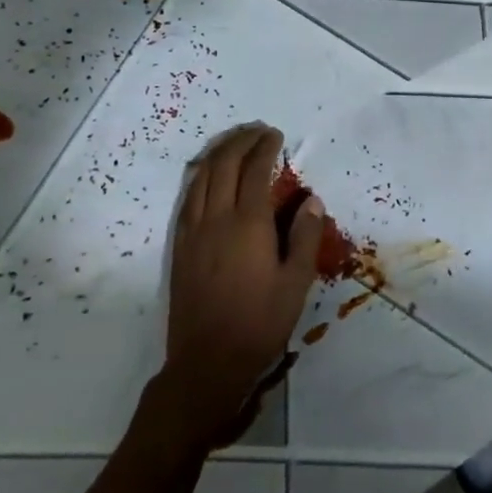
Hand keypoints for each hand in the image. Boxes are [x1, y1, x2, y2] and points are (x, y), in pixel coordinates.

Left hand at [162, 124, 323, 446]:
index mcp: (249, 224)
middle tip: (257, 131)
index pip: (256, 170)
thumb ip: (304, 236)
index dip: (265, 148)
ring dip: (218, 153)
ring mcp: (194, 231)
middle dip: (240, 141)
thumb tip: (310, 199)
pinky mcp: (181, 246)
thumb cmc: (260, 322)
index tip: (276, 135)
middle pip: (224, 165)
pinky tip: (207, 174)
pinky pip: (188, 198)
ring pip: (202, 177)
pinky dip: (200, 176)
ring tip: (234, 142)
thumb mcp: (296, 281)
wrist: (207, 361)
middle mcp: (217, 219)